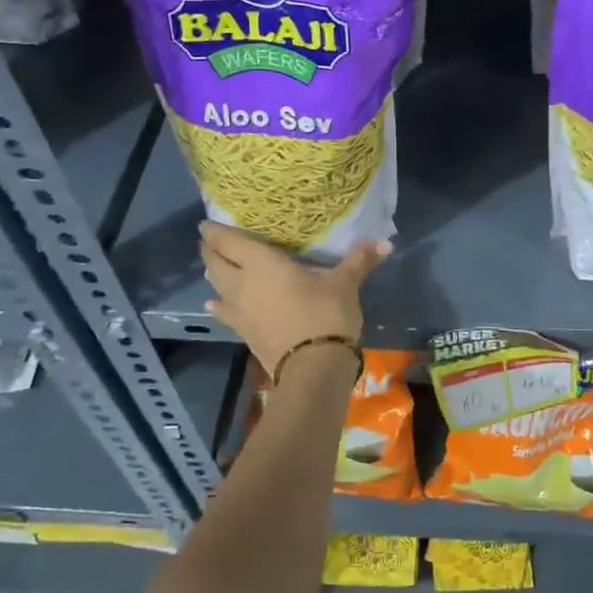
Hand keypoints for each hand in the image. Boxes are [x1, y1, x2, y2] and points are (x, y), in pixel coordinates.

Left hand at [200, 222, 390, 371]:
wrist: (312, 368)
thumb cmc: (325, 315)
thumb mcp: (345, 284)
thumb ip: (360, 260)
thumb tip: (385, 241)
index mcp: (262, 263)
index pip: (229, 242)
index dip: (216, 232)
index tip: (207, 223)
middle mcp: (242, 284)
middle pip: (215, 263)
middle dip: (210, 250)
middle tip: (211, 241)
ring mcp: (240, 311)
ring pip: (216, 288)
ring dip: (213, 276)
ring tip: (215, 268)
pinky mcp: (244, 333)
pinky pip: (224, 313)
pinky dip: (219, 305)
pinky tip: (215, 305)